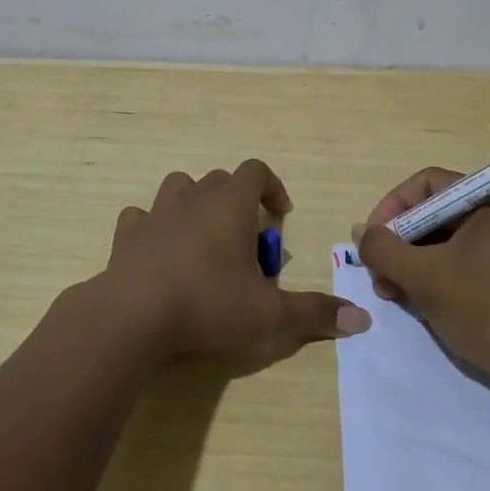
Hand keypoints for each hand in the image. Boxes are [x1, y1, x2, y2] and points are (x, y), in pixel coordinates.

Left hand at [100, 159, 370, 363]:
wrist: (133, 316)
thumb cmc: (207, 304)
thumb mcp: (269, 315)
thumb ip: (314, 313)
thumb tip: (362, 320)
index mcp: (230, 204)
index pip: (256, 171)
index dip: (272, 186)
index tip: (280, 216)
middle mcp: (193, 198)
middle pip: (220, 180)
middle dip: (237, 202)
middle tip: (246, 243)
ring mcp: (156, 213)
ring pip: (179, 187)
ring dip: (194, 204)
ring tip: (203, 239)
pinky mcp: (127, 234)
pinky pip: (141, 217)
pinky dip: (153, 228)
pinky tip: (159, 253)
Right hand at [355, 166, 489, 382]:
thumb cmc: (485, 309)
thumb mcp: (424, 276)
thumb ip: (384, 248)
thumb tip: (361, 232)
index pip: (428, 184)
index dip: (392, 207)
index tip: (372, 240)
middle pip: (435, 213)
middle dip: (400, 242)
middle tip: (377, 273)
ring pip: (446, 241)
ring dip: (412, 263)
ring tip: (390, 293)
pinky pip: (462, 262)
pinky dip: (435, 276)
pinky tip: (415, 302)